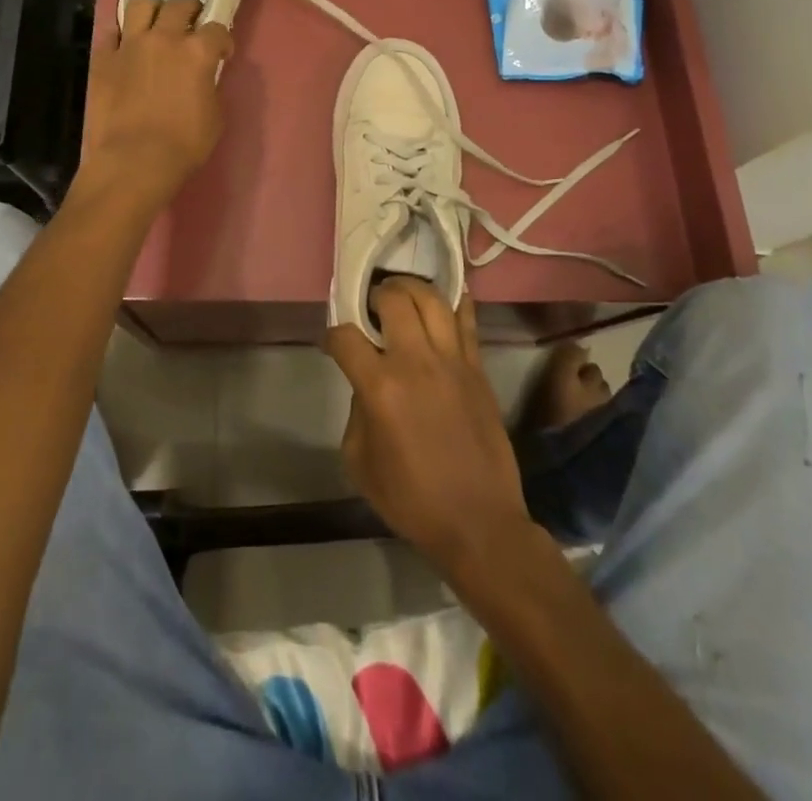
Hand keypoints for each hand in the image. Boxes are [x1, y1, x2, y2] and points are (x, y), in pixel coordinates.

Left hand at [74, 0, 232, 212]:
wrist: (133, 161)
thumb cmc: (183, 145)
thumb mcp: (214, 117)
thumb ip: (210, 88)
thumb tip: (204, 79)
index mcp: (197, 52)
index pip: (217, 29)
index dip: (223, 40)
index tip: (222, 53)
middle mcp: (164, 38)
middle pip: (180, 5)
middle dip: (191, 11)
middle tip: (192, 27)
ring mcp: (130, 45)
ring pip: (141, 5)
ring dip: (154, 10)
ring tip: (156, 24)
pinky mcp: (103, 59)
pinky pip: (110, 32)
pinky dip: (121, 35)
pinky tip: (125, 46)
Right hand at [324, 276, 535, 579]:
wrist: (479, 523)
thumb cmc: (413, 500)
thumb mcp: (360, 463)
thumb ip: (356, 413)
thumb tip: (367, 385)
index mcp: (381, 387)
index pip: (346, 337)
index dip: (332, 336)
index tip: (333, 345)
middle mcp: (416, 362)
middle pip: (393, 299)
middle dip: (375, 294)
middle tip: (371, 306)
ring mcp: (453, 361)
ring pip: (432, 299)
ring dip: (412, 288)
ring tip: (402, 294)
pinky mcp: (478, 368)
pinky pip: (468, 320)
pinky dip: (455, 301)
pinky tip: (443, 298)